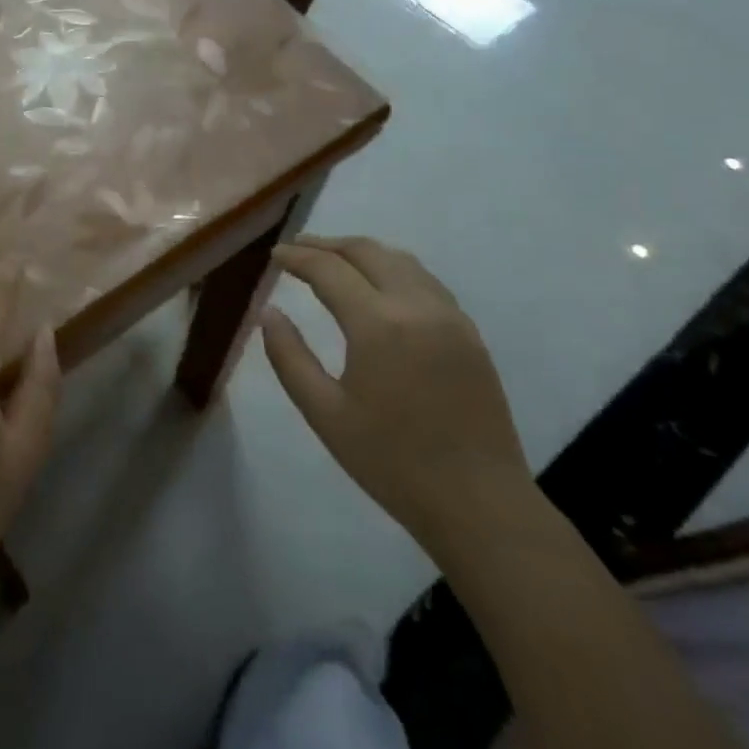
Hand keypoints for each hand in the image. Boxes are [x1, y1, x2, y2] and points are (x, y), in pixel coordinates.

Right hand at [261, 236, 531, 546]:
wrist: (480, 504)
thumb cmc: (392, 462)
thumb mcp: (325, 414)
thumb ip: (289, 357)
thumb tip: (268, 313)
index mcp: (378, 324)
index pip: (329, 269)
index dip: (297, 258)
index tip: (274, 256)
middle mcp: (417, 306)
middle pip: (367, 251)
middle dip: (327, 244)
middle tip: (297, 249)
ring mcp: (450, 317)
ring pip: (400, 260)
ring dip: (362, 252)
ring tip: (333, 259)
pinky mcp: (469, 333)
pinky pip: (425, 280)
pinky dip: (393, 268)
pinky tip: (379, 286)